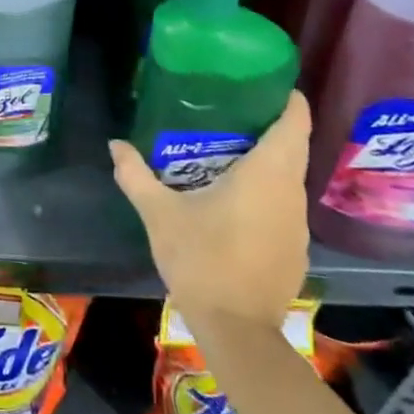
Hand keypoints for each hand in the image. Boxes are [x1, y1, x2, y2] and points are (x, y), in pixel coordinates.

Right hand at [110, 91, 312, 334]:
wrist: (237, 331)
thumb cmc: (201, 259)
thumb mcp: (159, 214)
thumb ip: (136, 175)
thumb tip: (116, 144)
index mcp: (267, 173)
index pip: (295, 121)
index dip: (286, 97)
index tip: (264, 82)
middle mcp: (291, 192)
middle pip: (293, 145)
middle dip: (268, 124)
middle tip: (230, 109)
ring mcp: (298, 223)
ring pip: (289, 176)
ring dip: (267, 159)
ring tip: (228, 149)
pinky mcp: (295, 247)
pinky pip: (284, 203)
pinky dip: (267, 190)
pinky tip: (236, 198)